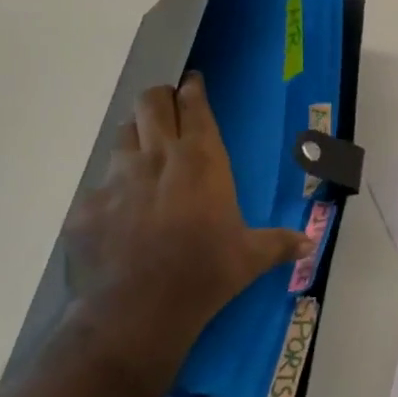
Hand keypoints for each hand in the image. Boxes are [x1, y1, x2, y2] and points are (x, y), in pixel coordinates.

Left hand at [64, 73, 310, 372]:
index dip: (192, 90)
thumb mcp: (250, 258)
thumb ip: (279, 243)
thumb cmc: (204, 275)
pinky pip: (99, 186)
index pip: (194, 106)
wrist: (136, 314)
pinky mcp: (87, 207)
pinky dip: (111, 191)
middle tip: (167, 106)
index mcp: (201, 160)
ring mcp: (117, 179)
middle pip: (151, 103)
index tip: (192, 82)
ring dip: (135, 135)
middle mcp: (158, 158)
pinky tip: (118, 213)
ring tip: (143, 151)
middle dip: (159, 98)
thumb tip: (310, 244)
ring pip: (122, 135)